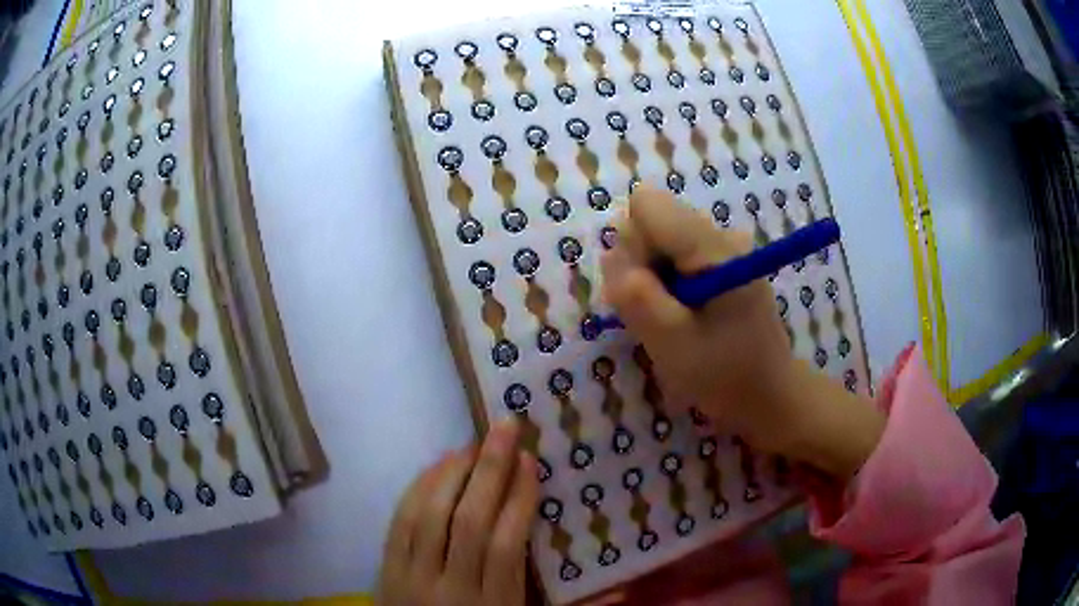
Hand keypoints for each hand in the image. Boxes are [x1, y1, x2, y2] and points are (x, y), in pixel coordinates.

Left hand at [377, 419, 538, 605]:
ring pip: (430, 514)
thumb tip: (623, 586)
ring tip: (472, 445)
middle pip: (468, 519)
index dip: (519, 498)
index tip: (531, 461)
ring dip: (452, 472)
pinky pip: (399, 521)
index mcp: (493, 605)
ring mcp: (411, 577)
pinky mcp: (385, 570)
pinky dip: (418, 489)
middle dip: (490, 468)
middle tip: (505, 427)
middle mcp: (451, 588)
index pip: (506, 543)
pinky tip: (436, 468)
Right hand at [601, 185, 883, 479]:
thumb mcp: (670, 341)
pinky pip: (676, 259)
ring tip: (673, 322)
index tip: (644, 290)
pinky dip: (668, 287)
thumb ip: (635, 294)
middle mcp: (720, 234)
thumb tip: (612, 253)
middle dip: (641, 267)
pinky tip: (685, 317)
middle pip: (652, 223)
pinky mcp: (723, 264)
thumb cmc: (724, 374)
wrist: (770, 396)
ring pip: (660, 243)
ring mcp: (724, 248)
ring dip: (653, 282)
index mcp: (713, 246)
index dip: (632, 247)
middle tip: (657, 316)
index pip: (646, 206)